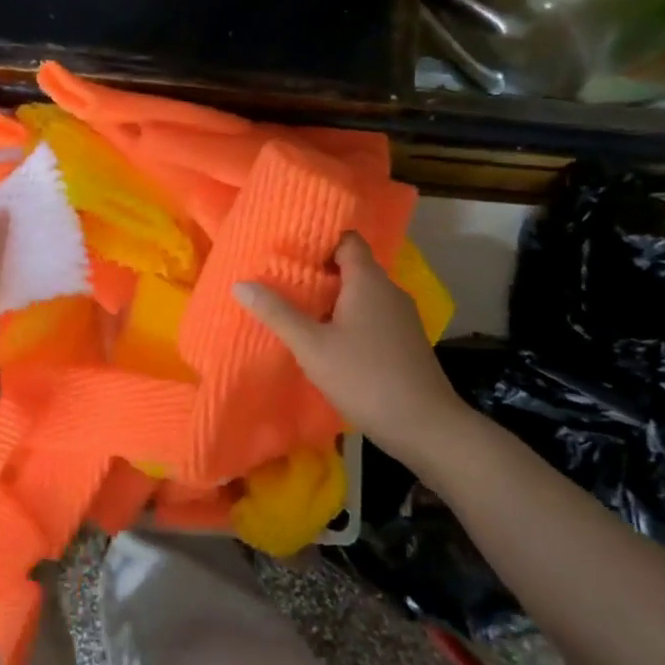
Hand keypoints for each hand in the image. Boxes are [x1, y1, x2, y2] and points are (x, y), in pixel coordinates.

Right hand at [234, 231, 466, 459]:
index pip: (346, 239)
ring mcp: (400, 316)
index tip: (287, 249)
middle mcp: (388, 290)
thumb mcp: (311, 346)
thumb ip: (277, 313)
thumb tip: (240, 284)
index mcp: (368, 281)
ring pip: (361, 294)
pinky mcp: (403, 340)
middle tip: (281, 279)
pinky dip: (347, 318)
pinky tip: (325, 339)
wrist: (424, 425)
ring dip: (331, 298)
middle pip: (351, 266)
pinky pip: (370, 315)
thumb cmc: (364, 377)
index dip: (318, 239)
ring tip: (296, 308)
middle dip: (317, 271)